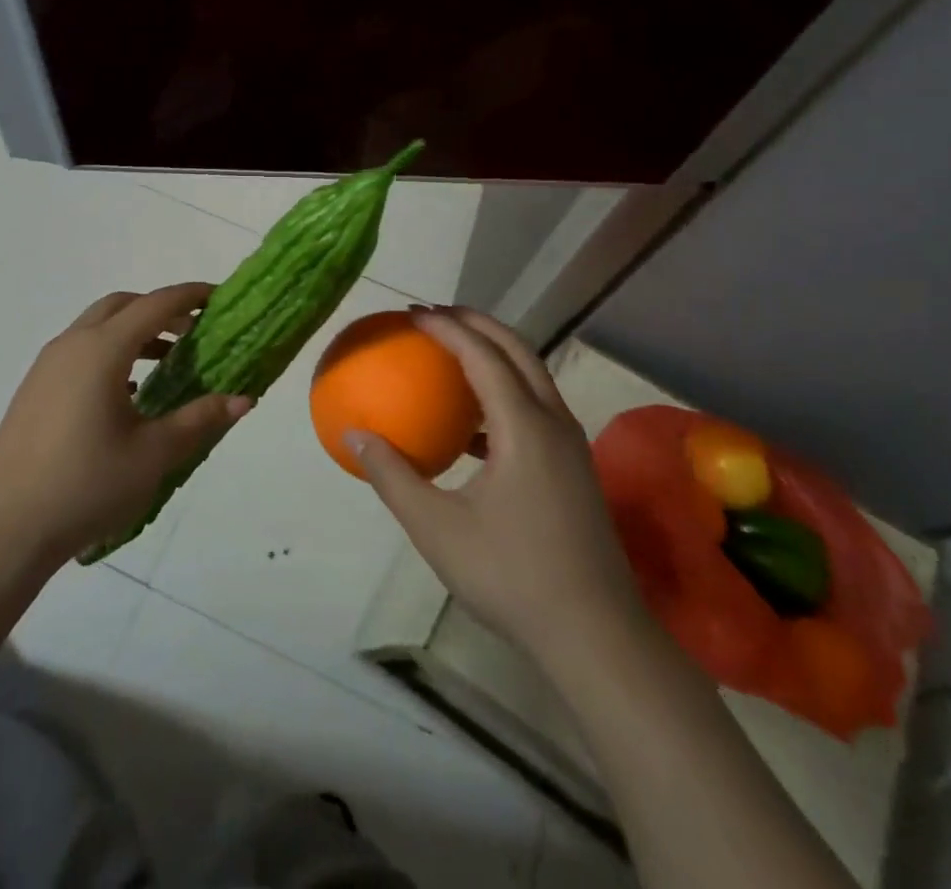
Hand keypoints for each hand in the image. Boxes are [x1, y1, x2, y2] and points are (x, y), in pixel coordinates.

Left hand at [0, 283, 252, 572]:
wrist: (5, 529)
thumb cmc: (87, 486)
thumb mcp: (154, 454)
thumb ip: (200, 419)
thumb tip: (245, 399)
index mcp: (103, 350)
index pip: (155, 304)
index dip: (190, 295)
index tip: (219, 297)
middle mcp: (72, 344)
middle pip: (123, 305)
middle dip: (160, 309)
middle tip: (194, 331)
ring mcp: (47, 366)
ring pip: (97, 326)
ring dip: (134, 331)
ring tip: (167, 362)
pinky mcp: (34, 389)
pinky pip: (79, 350)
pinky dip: (110, 352)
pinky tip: (126, 393)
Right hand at [349, 306, 647, 666]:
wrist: (596, 636)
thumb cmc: (512, 576)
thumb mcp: (436, 528)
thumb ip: (392, 476)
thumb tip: (354, 436)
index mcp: (524, 427)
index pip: (482, 355)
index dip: (446, 327)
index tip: (412, 314)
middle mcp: (553, 422)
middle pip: (516, 350)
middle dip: (476, 323)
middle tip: (435, 314)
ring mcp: (569, 445)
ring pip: (532, 376)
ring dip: (494, 353)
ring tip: (453, 353)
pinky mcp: (573, 468)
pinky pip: (535, 407)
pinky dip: (504, 392)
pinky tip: (473, 426)